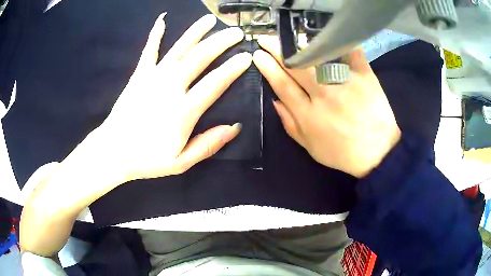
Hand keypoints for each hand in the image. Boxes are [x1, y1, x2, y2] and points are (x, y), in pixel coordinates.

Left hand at [96, 14, 250, 180]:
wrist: (113, 152)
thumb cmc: (147, 159)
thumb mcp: (181, 162)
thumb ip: (208, 145)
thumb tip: (234, 127)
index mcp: (182, 111)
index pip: (214, 83)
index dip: (232, 68)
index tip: (246, 56)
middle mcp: (169, 88)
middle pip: (199, 58)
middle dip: (221, 42)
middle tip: (237, 32)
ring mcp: (152, 78)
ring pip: (179, 49)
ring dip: (196, 31)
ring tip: (210, 19)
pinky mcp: (139, 75)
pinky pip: (149, 50)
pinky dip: (155, 34)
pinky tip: (162, 20)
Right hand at [253, 36, 400, 177]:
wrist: (379, 152)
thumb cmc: (342, 153)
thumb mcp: (310, 147)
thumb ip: (290, 123)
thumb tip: (274, 99)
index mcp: (309, 115)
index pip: (283, 84)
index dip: (268, 67)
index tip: (258, 54)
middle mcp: (324, 95)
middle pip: (297, 66)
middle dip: (277, 49)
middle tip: (266, 38)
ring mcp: (345, 83)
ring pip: (319, 56)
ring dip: (301, 44)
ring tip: (290, 36)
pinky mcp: (365, 76)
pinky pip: (350, 53)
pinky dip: (340, 41)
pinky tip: (328, 33)